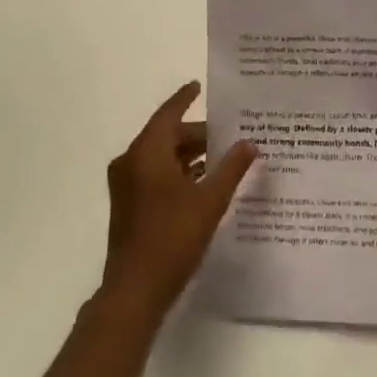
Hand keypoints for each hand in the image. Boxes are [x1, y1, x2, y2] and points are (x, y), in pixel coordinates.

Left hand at [101, 82, 256, 319]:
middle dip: (197, 134)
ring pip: (161, 157)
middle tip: (228, 134)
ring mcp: (126, 186)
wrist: (134, 291)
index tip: (199, 85)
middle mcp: (131, 163)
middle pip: (167, 136)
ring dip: (189, 155)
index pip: (169, 114)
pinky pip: (155, 175)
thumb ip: (232, 168)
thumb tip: (249, 143)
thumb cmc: (172, 238)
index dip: (184, 98)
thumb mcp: (210, 200)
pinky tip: (204, 183)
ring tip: (222, 157)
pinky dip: (178, 172)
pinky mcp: (128, 206)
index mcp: (146, 153)